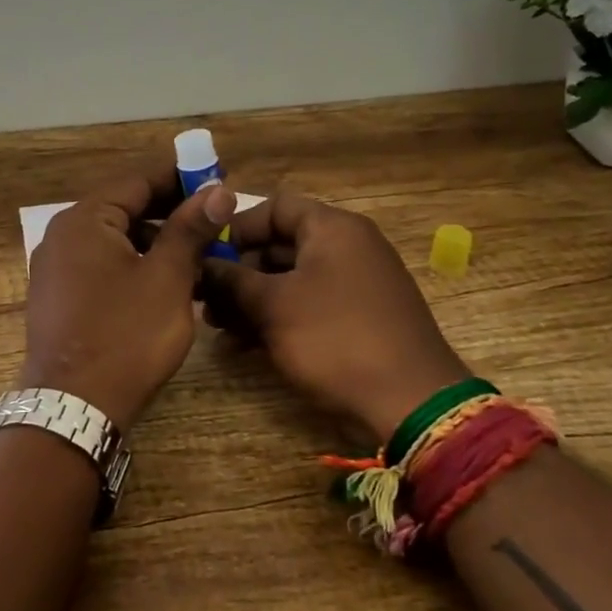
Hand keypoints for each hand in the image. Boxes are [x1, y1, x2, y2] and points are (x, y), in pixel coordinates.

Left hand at [19, 166, 238, 432]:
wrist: (74, 407)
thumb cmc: (126, 335)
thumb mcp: (167, 278)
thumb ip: (190, 229)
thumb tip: (218, 190)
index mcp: (84, 220)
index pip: (136, 180)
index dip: (179, 175)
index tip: (216, 174)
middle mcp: (62, 236)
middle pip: (123, 208)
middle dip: (170, 209)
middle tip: (214, 214)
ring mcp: (55, 268)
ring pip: (114, 239)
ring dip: (155, 239)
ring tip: (197, 250)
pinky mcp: (58, 298)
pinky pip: (102, 265)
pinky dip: (134, 263)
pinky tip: (165, 280)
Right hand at [200, 193, 468, 445]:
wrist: (410, 403)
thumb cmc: (335, 339)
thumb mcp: (273, 306)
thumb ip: (232, 280)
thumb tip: (202, 265)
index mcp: (333, 229)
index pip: (275, 207)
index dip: (236, 227)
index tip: (206, 255)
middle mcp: (347, 248)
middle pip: (281, 245)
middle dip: (239, 271)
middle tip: (205, 298)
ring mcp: (355, 285)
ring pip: (291, 280)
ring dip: (252, 299)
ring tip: (217, 326)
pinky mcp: (357, 318)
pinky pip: (308, 305)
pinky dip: (277, 318)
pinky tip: (244, 344)